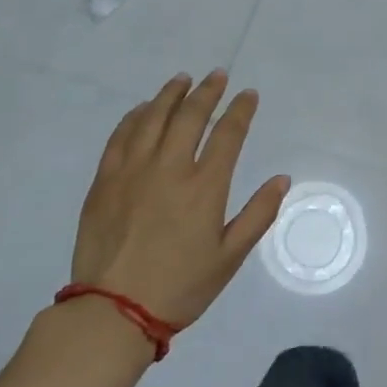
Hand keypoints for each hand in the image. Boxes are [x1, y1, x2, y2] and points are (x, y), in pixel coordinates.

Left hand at [72, 70, 289, 327]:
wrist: (113, 311)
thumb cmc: (180, 287)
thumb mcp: (230, 257)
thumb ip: (258, 214)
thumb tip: (282, 179)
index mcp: (204, 187)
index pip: (228, 134)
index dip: (241, 110)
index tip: (248, 94)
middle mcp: (169, 168)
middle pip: (190, 116)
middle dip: (207, 91)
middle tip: (217, 76)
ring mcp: (132, 171)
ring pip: (153, 118)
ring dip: (170, 95)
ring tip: (182, 80)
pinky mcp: (104, 181)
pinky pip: (121, 137)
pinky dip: (135, 117)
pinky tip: (143, 109)